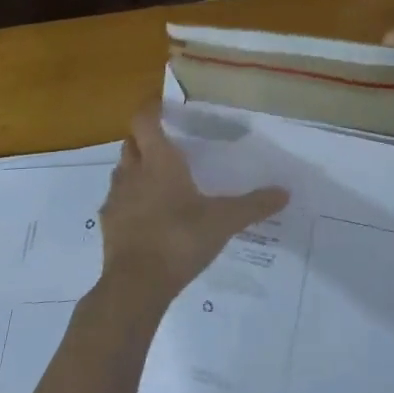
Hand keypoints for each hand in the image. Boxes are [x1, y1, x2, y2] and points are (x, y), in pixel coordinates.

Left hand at [96, 107, 288, 310]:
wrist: (136, 285)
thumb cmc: (180, 239)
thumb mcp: (225, 221)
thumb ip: (254, 205)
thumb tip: (284, 192)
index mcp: (159, 162)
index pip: (144, 121)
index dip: (151, 109)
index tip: (164, 107)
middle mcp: (133, 173)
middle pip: (131, 142)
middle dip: (145, 138)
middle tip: (168, 143)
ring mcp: (116, 199)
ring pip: (122, 170)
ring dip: (136, 167)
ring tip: (159, 178)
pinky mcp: (109, 225)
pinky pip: (117, 201)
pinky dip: (130, 199)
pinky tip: (148, 215)